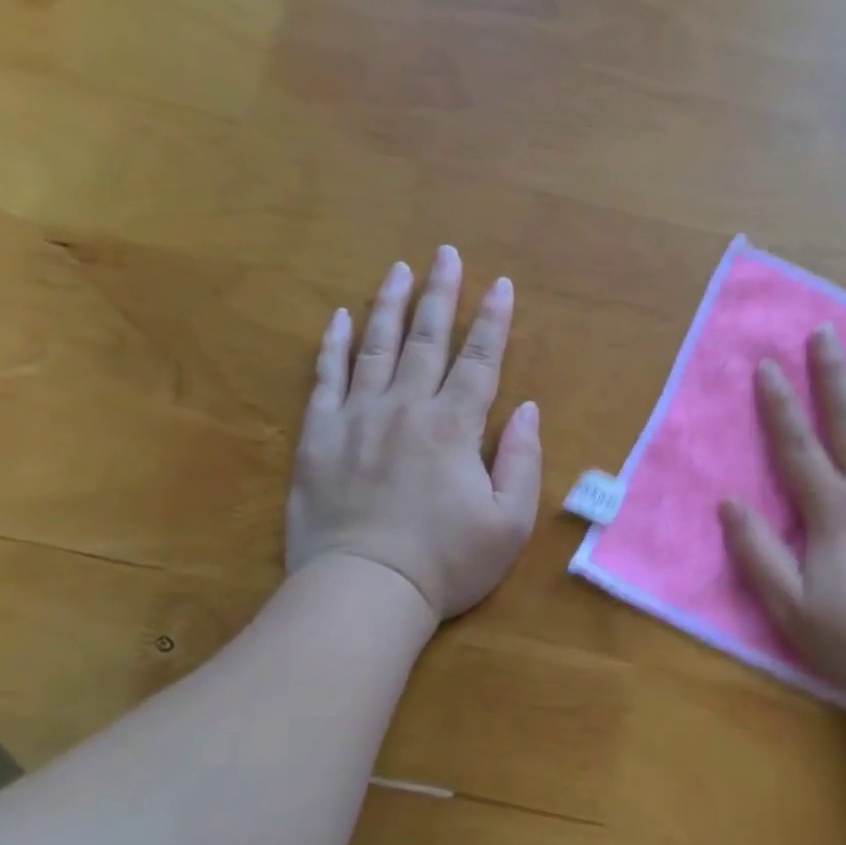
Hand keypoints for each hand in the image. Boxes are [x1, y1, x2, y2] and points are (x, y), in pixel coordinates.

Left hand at [286, 246, 541, 619]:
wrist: (364, 590)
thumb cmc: (447, 562)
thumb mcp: (510, 522)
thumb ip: (522, 460)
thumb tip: (527, 409)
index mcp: (455, 427)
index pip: (480, 360)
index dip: (493, 320)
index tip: (501, 283)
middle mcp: (406, 408)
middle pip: (427, 339)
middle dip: (441, 293)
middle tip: (446, 253)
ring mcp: (357, 417)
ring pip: (376, 347)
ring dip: (389, 304)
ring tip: (398, 269)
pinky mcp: (318, 436)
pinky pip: (326, 378)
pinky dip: (334, 345)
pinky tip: (340, 318)